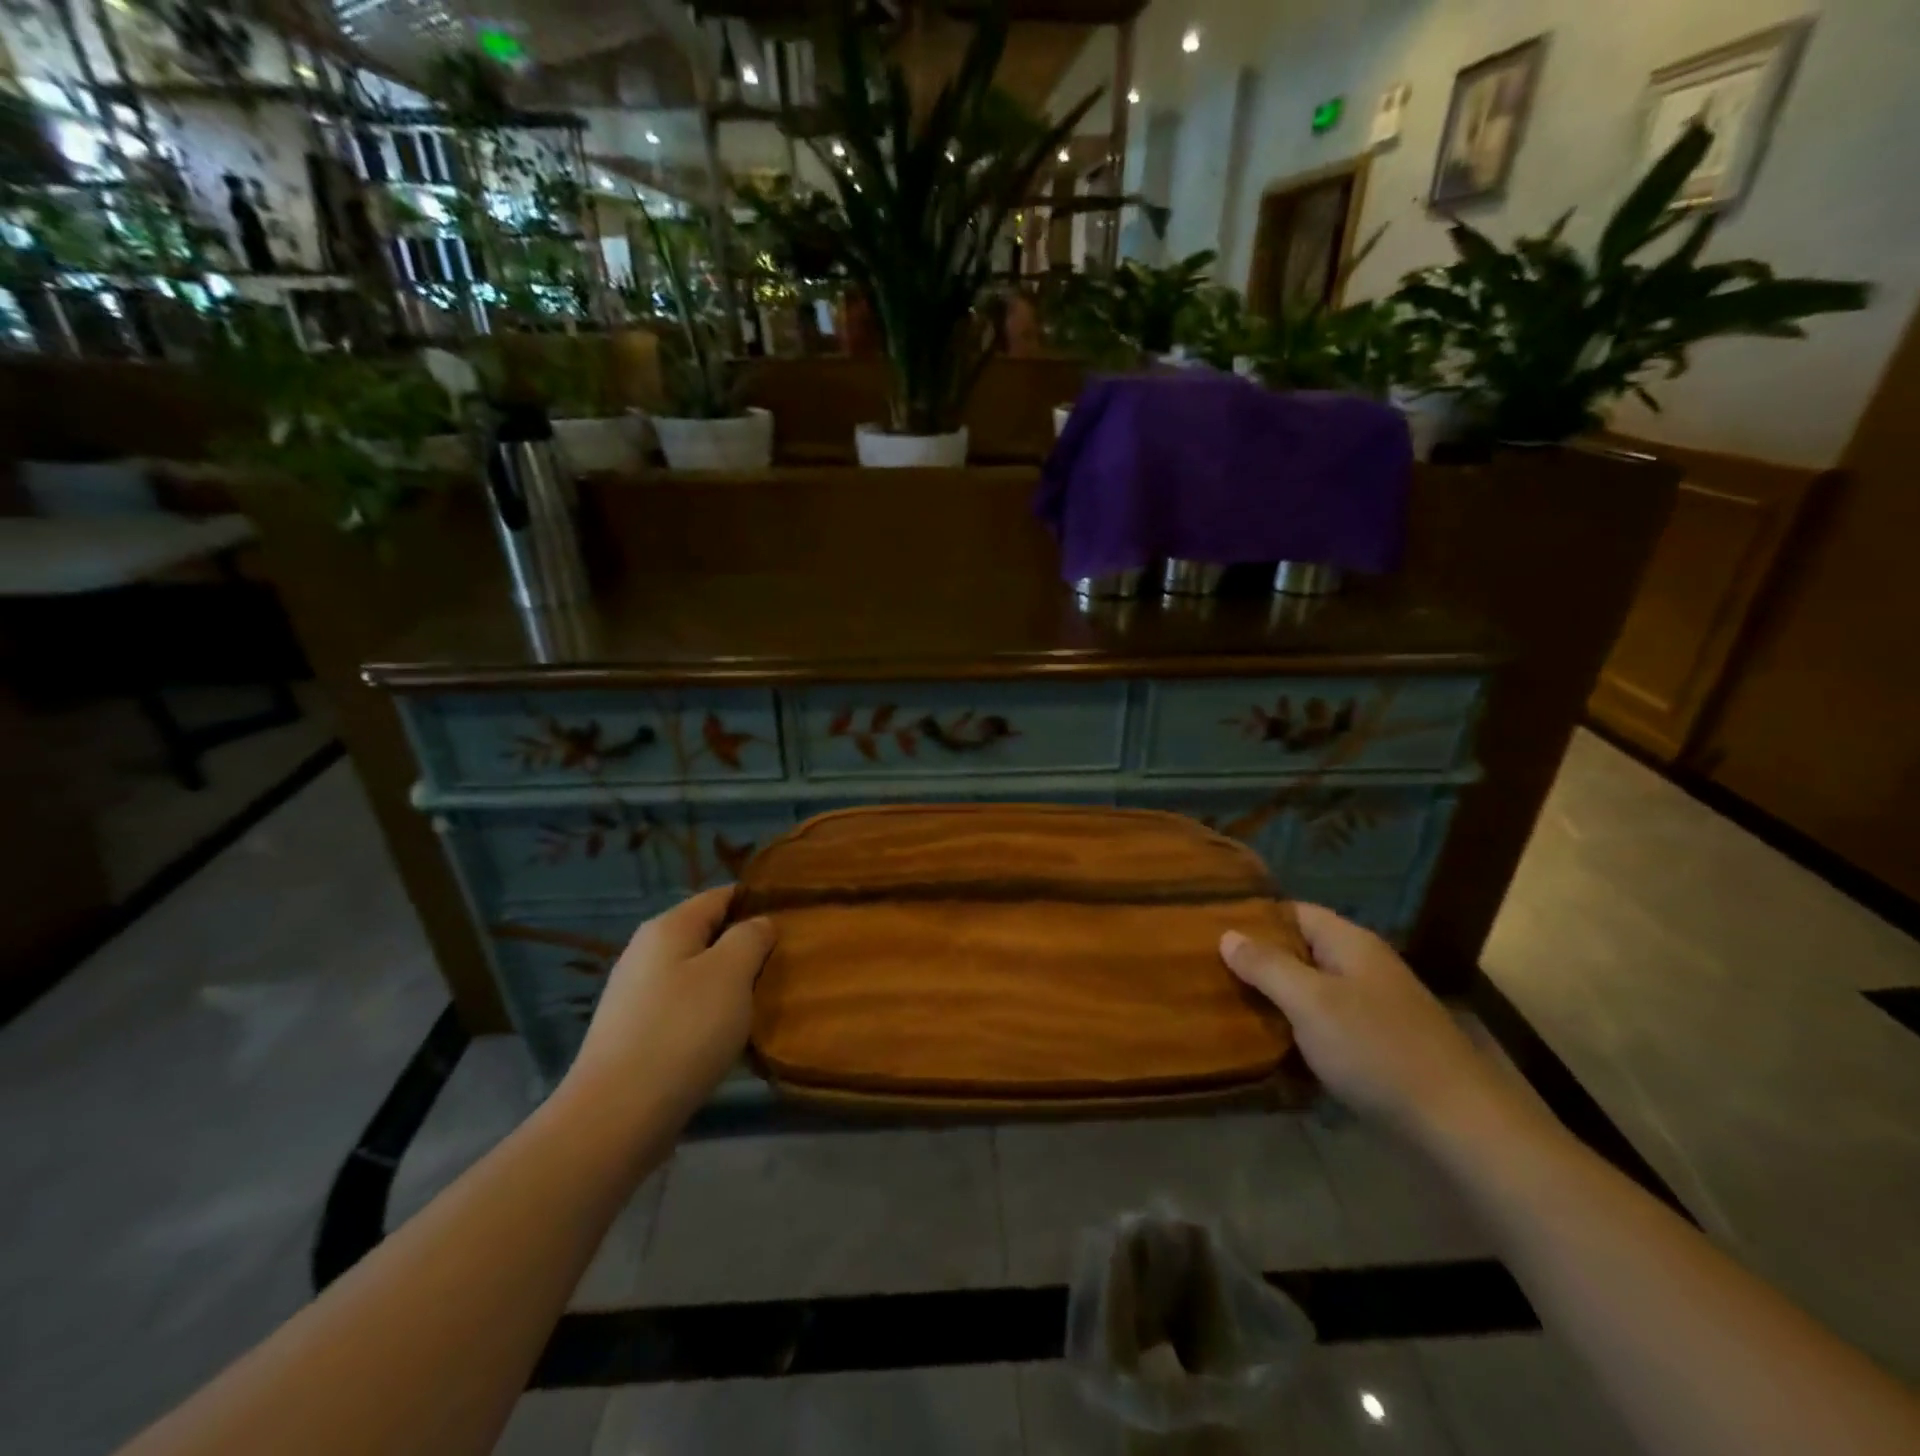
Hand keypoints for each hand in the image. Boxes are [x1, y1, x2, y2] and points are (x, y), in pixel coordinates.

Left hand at [564, 888, 774, 1129]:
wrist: (616, 1117)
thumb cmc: (682, 1031)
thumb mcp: (731, 973)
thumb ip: (750, 937)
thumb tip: (758, 923)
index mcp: (668, 927)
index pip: (720, 896)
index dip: (756, 902)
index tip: (792, 918)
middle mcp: (646, 953)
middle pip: (707, 935)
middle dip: (744, 947)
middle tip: (784, 965)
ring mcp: (635, 995)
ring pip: (696, 974)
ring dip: (728, 984)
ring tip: (763, 1002)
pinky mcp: (634, 1034)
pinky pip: (683, 1009)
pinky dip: (709, 1015)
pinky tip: (727, 1037)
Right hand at [1220, 905, 1507, 1142]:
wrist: (1458, 1126)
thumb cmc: (1376, 1050)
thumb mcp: (1311, 1002)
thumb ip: (1267, 965)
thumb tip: (1227, 934)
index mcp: (1350, 944)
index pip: (1294, 912)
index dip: (1255, 918)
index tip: (1211, 930)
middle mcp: (1363, 968)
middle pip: (1301, 951)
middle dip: (1259, 961)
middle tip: (1210, 971)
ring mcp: (1373, 1009)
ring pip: (1311, 991)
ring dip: (1276, 998)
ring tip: (1228, 1006)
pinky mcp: (1377, 1047)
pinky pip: (1326, 1025)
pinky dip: (1298, 1030)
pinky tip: (1269, 1046)